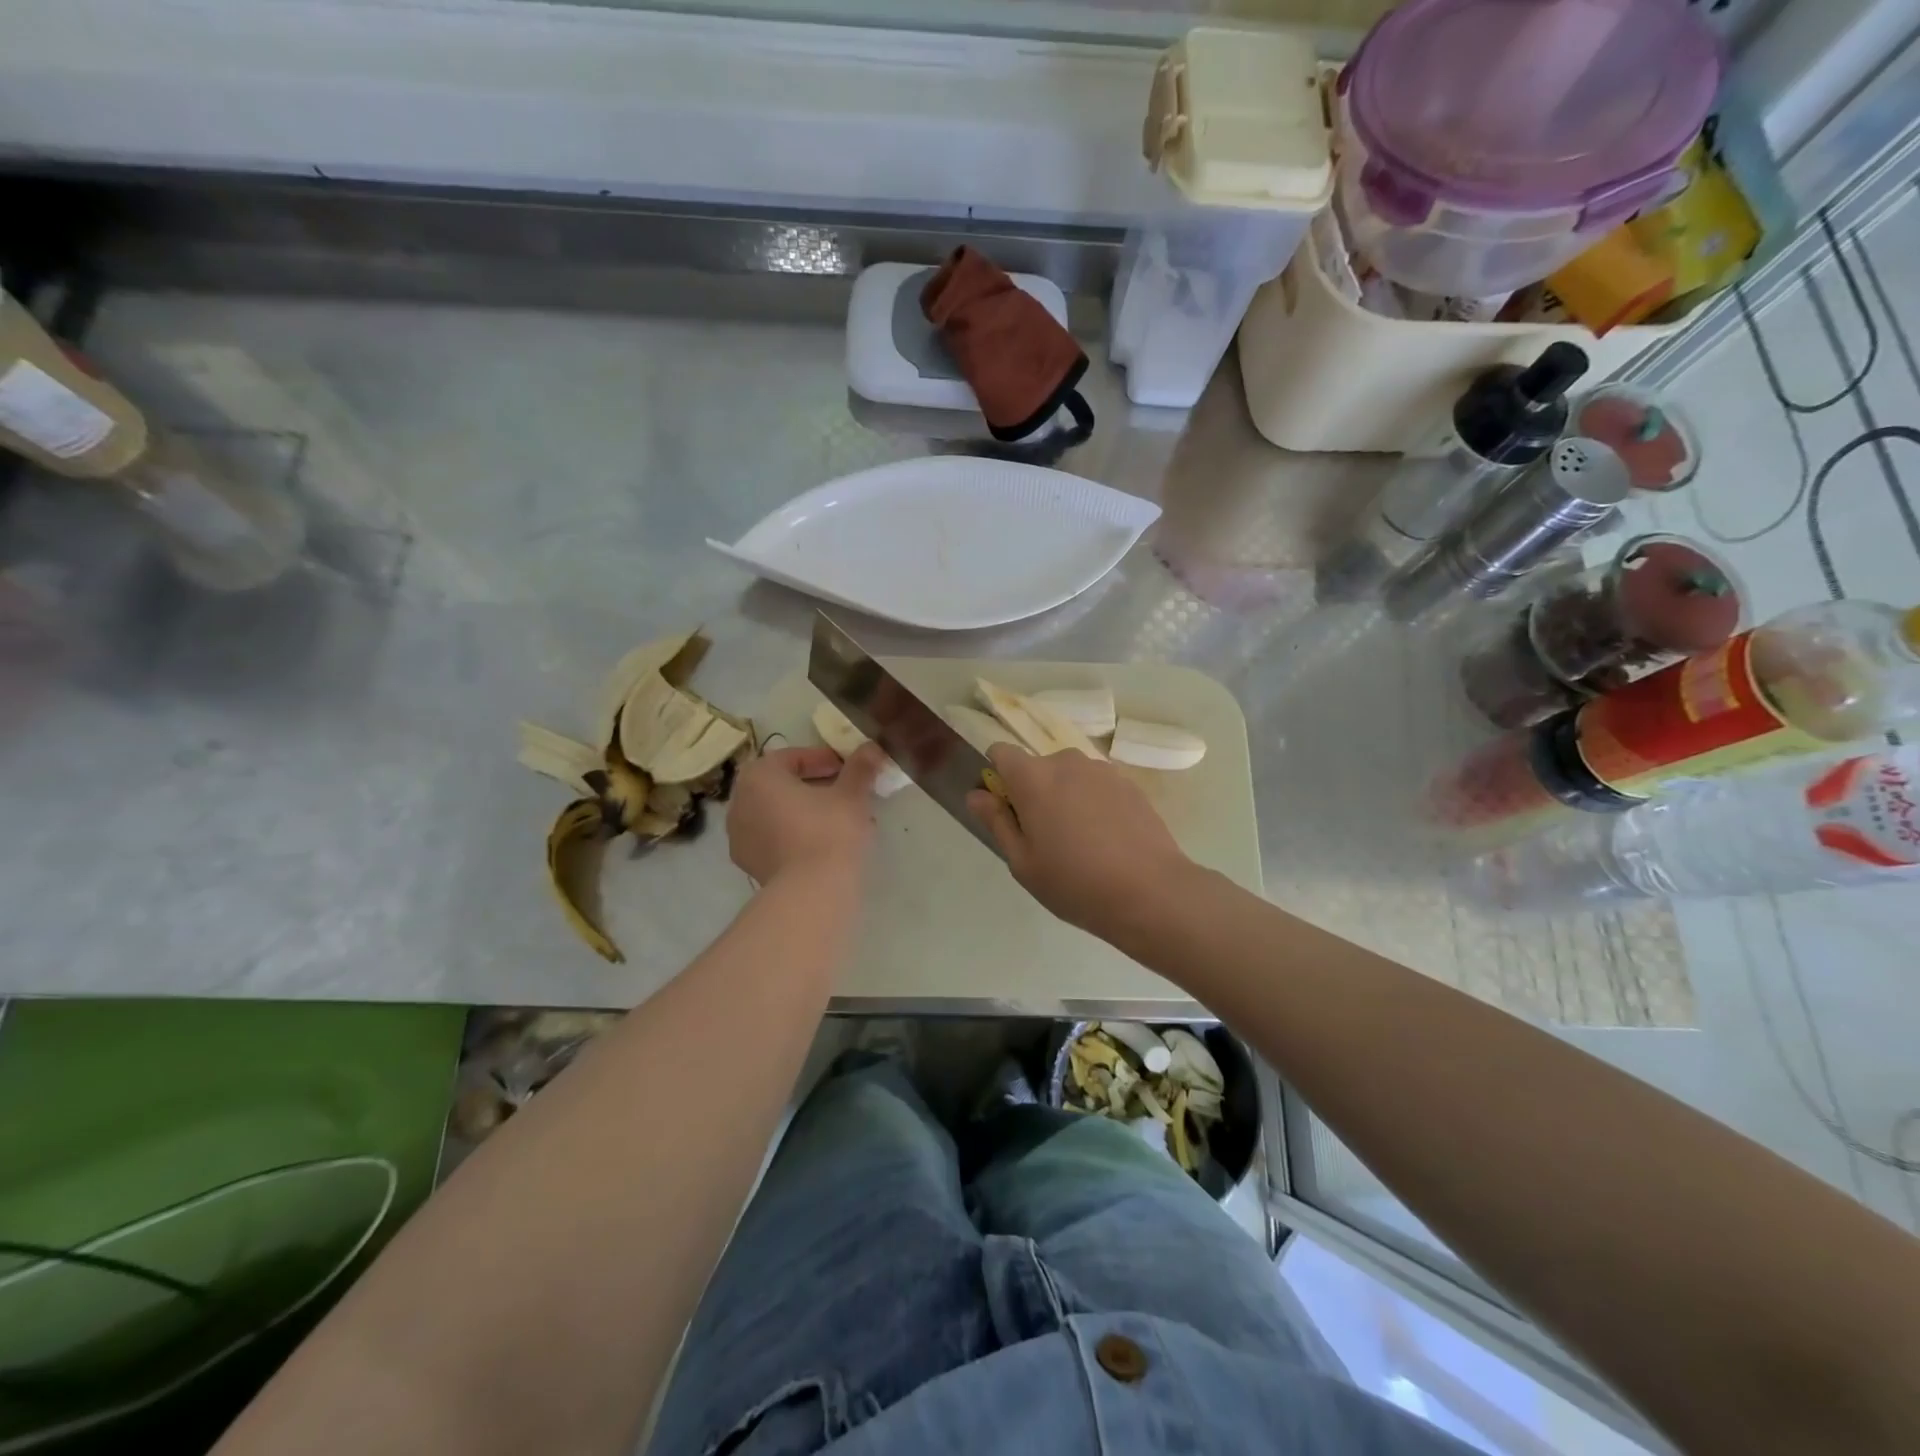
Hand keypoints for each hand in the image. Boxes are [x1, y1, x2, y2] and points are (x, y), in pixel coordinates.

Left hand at [726, 744, 884, 885]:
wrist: (812, 893)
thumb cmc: (829, 831)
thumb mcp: (852, 794)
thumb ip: (860, 767)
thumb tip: (872, 747)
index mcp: (758, 776)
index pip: (792, 757)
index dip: (823, 759)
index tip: (847, 768)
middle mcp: (740, 801)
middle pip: (782, 784)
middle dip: (814, 785)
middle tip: (845, 791)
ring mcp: (740, 836)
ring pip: (778, 813)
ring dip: (806, 811)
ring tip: (840, 819)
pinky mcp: (750, 864)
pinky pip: (775, 838)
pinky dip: (796, 834)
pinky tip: (825, 844)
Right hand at [967, 745, 1192, 944]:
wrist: (1151, 892)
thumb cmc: (1075, 882)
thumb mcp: (1023, 862)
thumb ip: (996, 821)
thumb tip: (976, 794)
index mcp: (1033, 778)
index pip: (1001, 753)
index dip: (997, 776)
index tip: (1006, 809)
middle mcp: (1067, 762)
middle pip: (1038, 767)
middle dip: (1034, 792)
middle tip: (1045, 837)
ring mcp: (1103, 770)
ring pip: (1070, 776)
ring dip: (1066, 797)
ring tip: (1081, 841)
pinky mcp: (1130, 784)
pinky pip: (1098, 786)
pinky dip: (1094, 804)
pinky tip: (1107, 840)